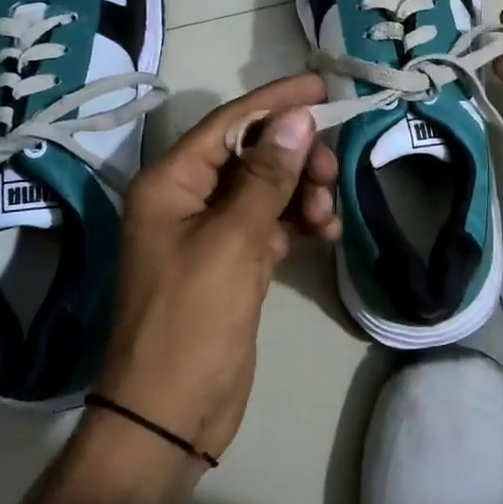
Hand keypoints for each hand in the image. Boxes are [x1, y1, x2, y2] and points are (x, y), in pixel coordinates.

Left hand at [96, 75, 340, 463]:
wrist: (170, 416)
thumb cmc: (192, 322)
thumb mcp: (233, 243)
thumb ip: (267, 177)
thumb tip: (297, 117)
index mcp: (170, 183)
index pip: (229, 123)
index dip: (277, 101)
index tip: (323, 87)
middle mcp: (187, 198)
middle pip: (251, 153)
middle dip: (295, 155)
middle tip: (332, 170)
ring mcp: (211, 230)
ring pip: (266, 188)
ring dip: (301, 191)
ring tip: (328, 212)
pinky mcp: (233, 259)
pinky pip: (271, 222)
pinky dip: (299, 221)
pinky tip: (325, 230)